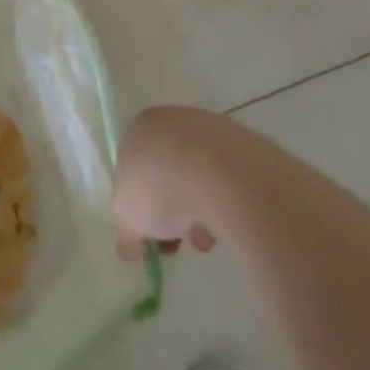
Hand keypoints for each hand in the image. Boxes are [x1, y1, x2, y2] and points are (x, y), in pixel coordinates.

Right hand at [113, 106, 220, 259]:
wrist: (218, 172)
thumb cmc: (158, 187)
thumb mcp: (127, 219)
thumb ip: (126, 232)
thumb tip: (130, 247)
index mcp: (138, 130)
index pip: (133, 169)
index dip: (140, 205)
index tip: (151, 233)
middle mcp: (172, 121)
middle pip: (167, 173)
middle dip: (172, 212)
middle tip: (180, 241)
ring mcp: (209, 128)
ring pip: (199, 176)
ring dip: (200, 211)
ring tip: (207, 241)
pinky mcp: (242, 141)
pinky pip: (227, 177)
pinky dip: (225, 200)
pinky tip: (228, 224)